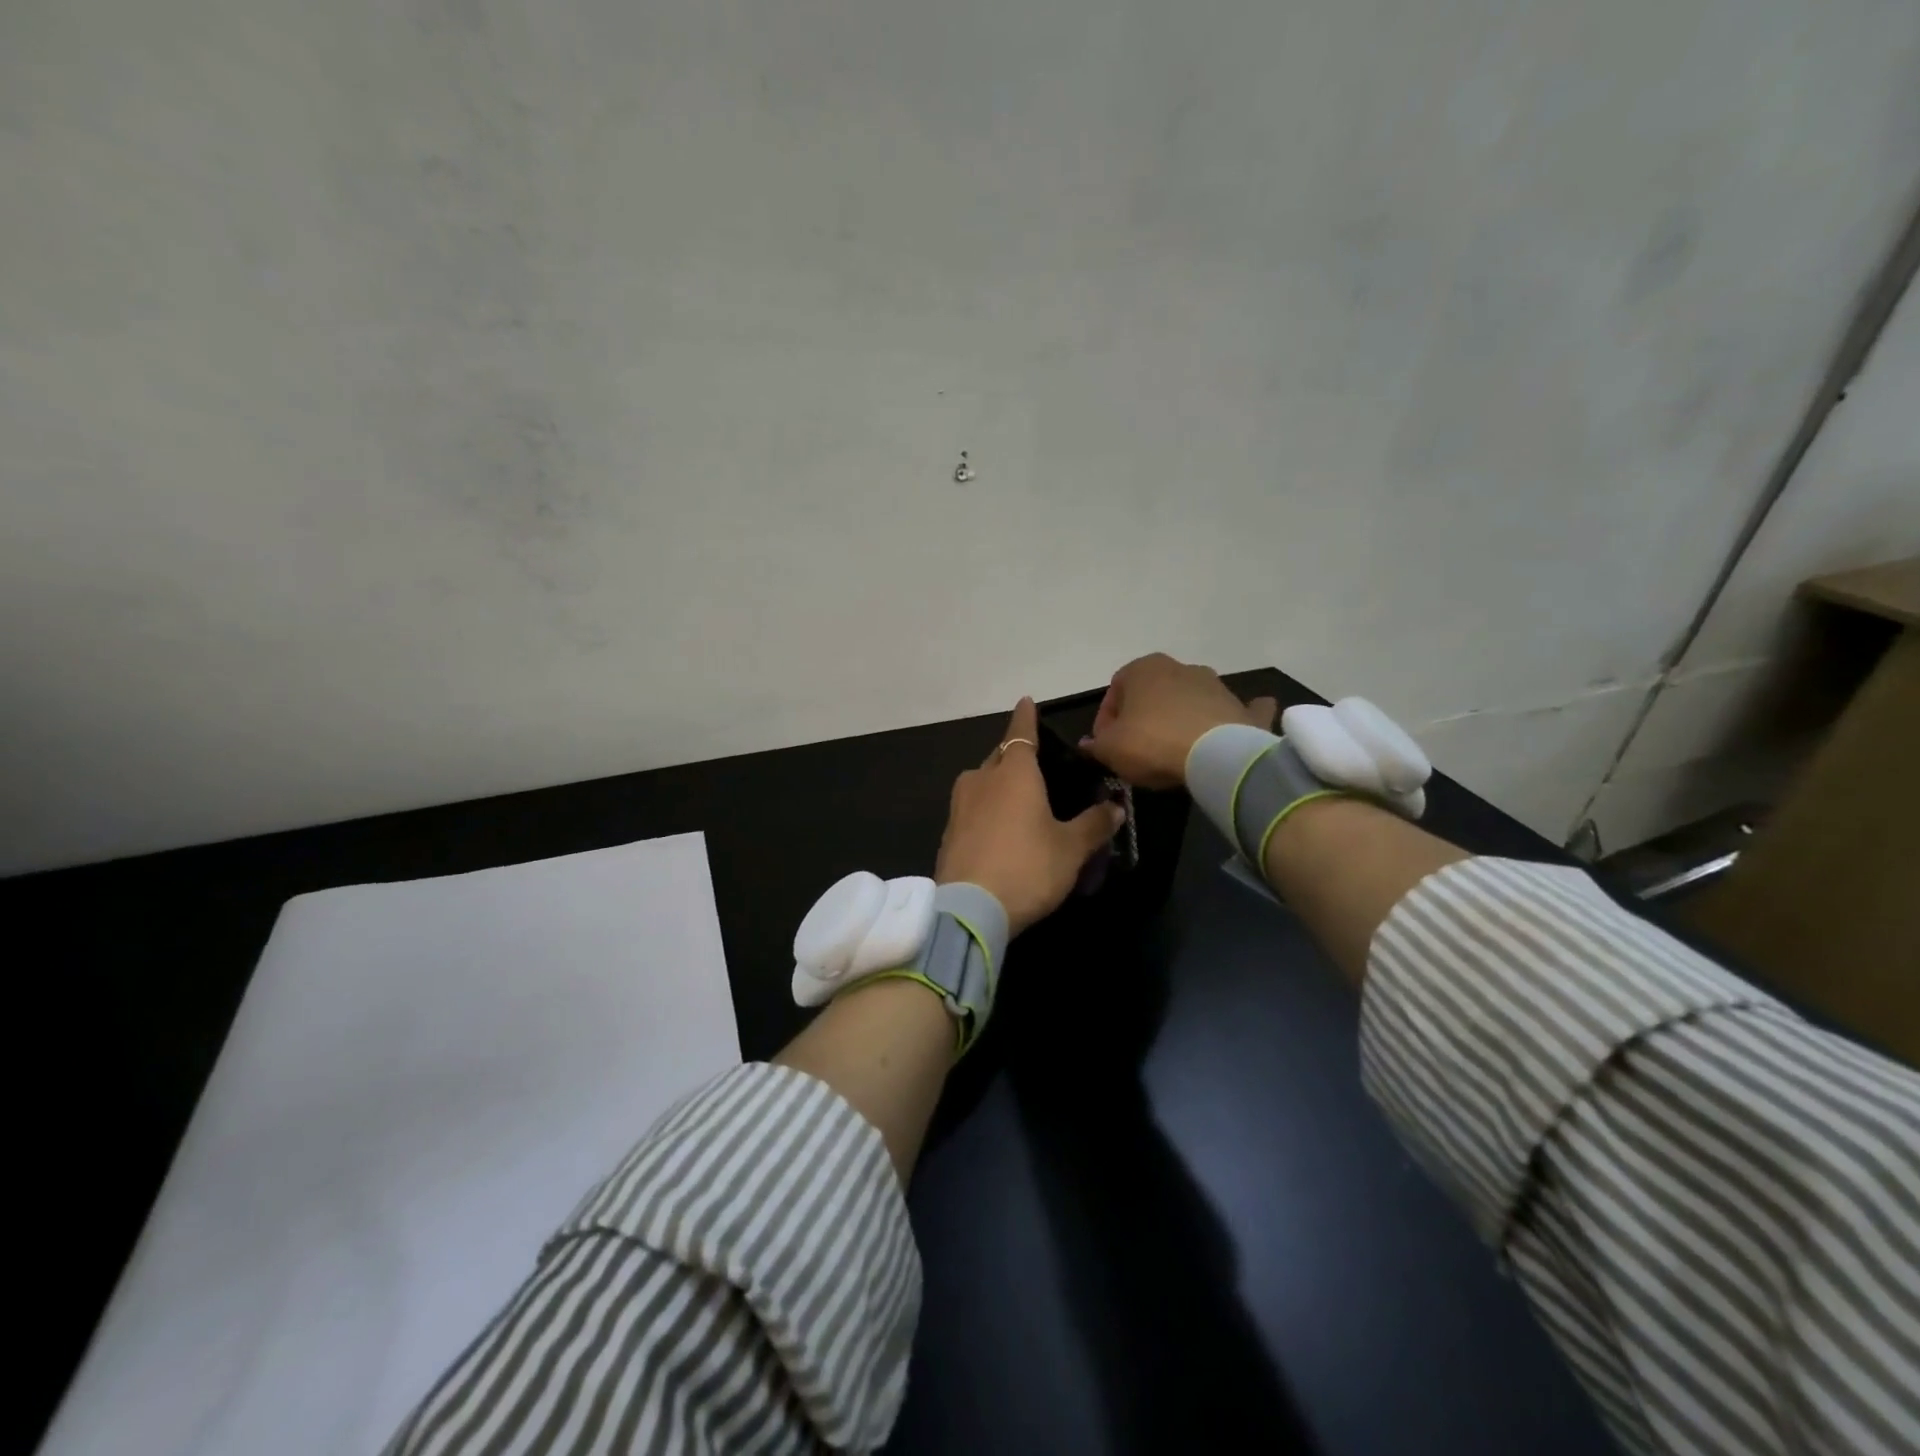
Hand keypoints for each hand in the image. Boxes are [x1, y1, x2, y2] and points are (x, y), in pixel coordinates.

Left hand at [936, 697, 1125, 937]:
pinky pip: (971, 808)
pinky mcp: (948, 832)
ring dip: (997, 782)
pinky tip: (998, 829)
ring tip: (1018, 797)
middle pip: (1000, 756)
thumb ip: (1094, 825)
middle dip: (1014, 754)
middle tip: (1034, 762)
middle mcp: (982, 779)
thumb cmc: (1028, 867)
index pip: (1021, 732)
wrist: (970, 909)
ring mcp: (960, 805)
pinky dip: (986, 809)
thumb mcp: (1071, 849)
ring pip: (981, 781)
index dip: (1026, 717)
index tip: (1026, 701)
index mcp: (1014, 773)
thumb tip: (1116, 807)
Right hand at [1081, 653, 1277, 789]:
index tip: (1106, 745)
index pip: (1115, 690)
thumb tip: (1089, 743)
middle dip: (1143, 717)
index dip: (1106, 720)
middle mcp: (1180, 667)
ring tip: (1172, 752)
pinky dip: (1231, 717)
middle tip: (1136, 749)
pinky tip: (1226, 732)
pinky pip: (1233, 710)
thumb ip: (1096, 744)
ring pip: (1189, 700)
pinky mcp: (1241, 707)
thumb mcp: (1110, 748)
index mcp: (1144, 668)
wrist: (1217, 755)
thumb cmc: (1153, 743)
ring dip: (1179, 719)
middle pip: (1153, 693)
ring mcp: (1215, 685)